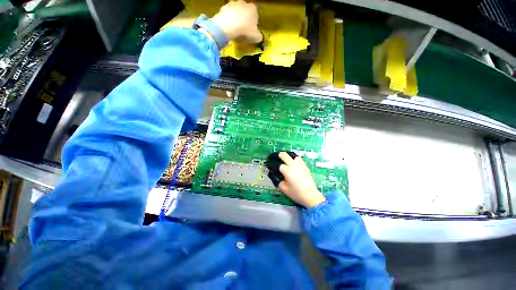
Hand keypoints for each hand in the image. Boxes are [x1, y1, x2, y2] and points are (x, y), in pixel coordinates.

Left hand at [211, 0, 262, 42]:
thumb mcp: (256, 37)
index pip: (256, 14)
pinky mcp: (223, 8)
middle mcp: (243, 3)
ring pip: (236, 12)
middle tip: (243, 30)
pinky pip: (227, 15)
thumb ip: (259, 36)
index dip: (254, 23)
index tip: (252, 30)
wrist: (228, 26)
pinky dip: (228, 20)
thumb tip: (259, 37)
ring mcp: (232, 4)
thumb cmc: (245, 31)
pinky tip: (228, 28)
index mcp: (253, 8)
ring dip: (236, 18)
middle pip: (245, 11)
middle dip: (245, 19)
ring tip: (235, 29)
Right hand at [277, 152, 325, 207]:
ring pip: (293, 155)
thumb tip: (275, 175)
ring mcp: (300, 165)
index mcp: (287, 170)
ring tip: (287, 160)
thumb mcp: (283, 189)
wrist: (311, 195)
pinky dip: (295, 160)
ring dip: (289, 156)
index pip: (279, 165)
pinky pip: (299, 160)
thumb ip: (278, 181)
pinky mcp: (305, 166)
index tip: (272, 168)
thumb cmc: (296, 193)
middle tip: (277, 157)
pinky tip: (294, 165)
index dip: (274, 166)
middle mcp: (293, 165)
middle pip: (285, 155)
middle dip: (280, 155)